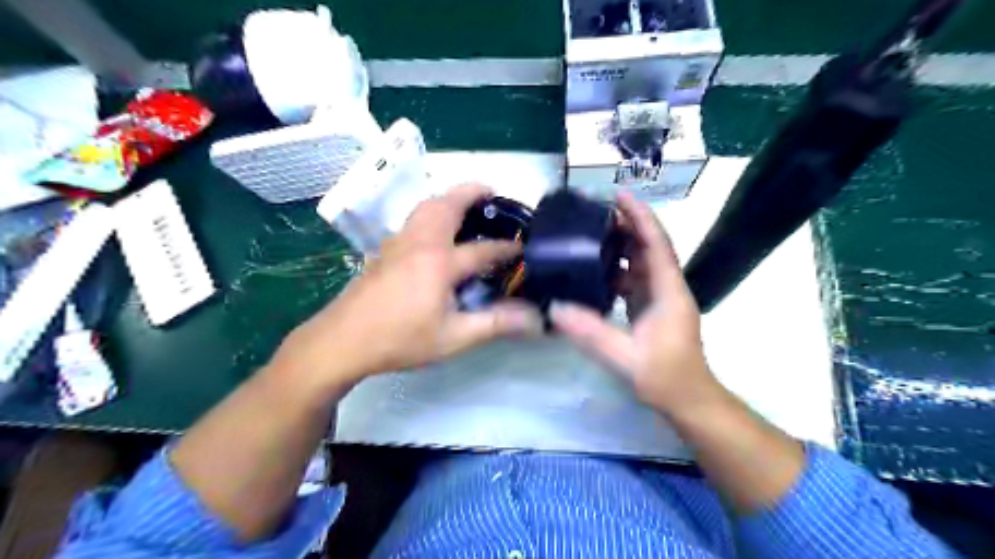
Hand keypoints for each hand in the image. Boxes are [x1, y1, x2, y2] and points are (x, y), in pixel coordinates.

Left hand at [271, 184, 543, 388]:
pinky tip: (435, 231)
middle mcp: (420, 243)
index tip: (525, 248)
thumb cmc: (400, 339)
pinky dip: (431, 211)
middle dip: (471, 192)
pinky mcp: (384, 251)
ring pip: (425, 207)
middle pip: (447, 204)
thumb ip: (495, 323)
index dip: (507, 249)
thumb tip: (535, 319)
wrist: (342, 341)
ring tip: (466, 204)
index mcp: (439, 262)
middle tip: (492, 192)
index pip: (483, 249)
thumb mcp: (453, 337)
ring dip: (448, 198)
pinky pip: (413, 219)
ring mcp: (398, 243)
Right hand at [553, 193, 723, 414]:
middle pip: (649, 247)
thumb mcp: (624, 357)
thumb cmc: (665, 377)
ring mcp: (661, 298)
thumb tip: (555, 308)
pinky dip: (617, 270)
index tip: (620, 196)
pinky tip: (595, 270)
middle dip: (627, 225)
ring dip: (621, 246)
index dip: (641, 218)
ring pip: (642, 262)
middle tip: (596, 212)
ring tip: (590, 235)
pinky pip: (635, 279)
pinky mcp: (652, 308)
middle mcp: (668, 288)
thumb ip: (590, 332)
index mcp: (669, 292)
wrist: (687, 400)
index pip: (657, 245)